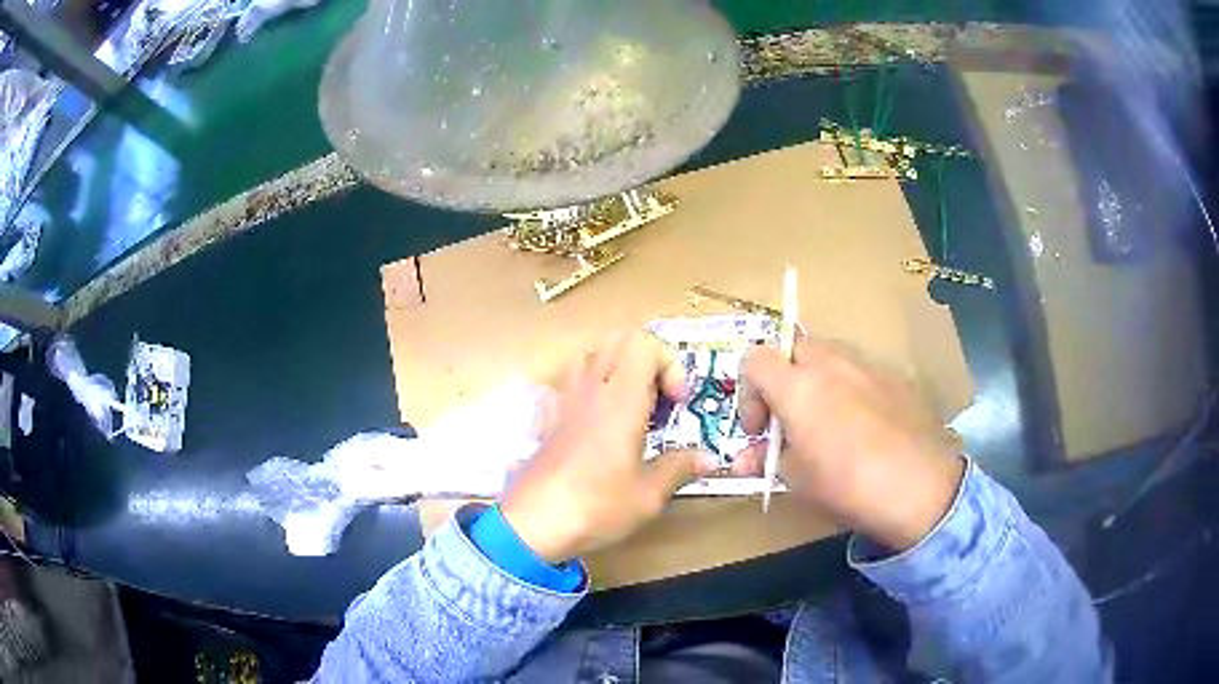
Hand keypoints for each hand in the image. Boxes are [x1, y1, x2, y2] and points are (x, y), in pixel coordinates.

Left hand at [500, 331, 718, 563]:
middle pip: (618, 339)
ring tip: (632, 408)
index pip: (644, 343)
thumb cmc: (596, 506)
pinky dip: (592, 388)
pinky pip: (571, 382)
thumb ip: (679, 468)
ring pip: (592, 354)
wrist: (533, 523)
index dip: (669, 364)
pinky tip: (600, 426)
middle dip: (647, 359)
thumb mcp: (648, 495)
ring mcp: (565, 399)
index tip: (677, 402)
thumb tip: (708, 459)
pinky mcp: (549, 417)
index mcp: (620, 398)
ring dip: (618, 369)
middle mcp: (590, 388)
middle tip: (659, 399)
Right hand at [733, 338, 963, 550]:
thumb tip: (745, 458)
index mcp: (798, 386)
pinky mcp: (897, 376)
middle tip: (791, 420)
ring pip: (830, 356)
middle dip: (784, 379)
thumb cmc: (849, 485)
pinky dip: (852, 389)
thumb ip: (767, 460)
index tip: (759, 430)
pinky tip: (866, 428)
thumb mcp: (798, 480)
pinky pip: (862, 371)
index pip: (755, 359)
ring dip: (818, 381)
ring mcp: (868, 365)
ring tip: (828, 423)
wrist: (921, 486)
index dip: (749, 392)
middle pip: (793, 349)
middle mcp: (831, 363)